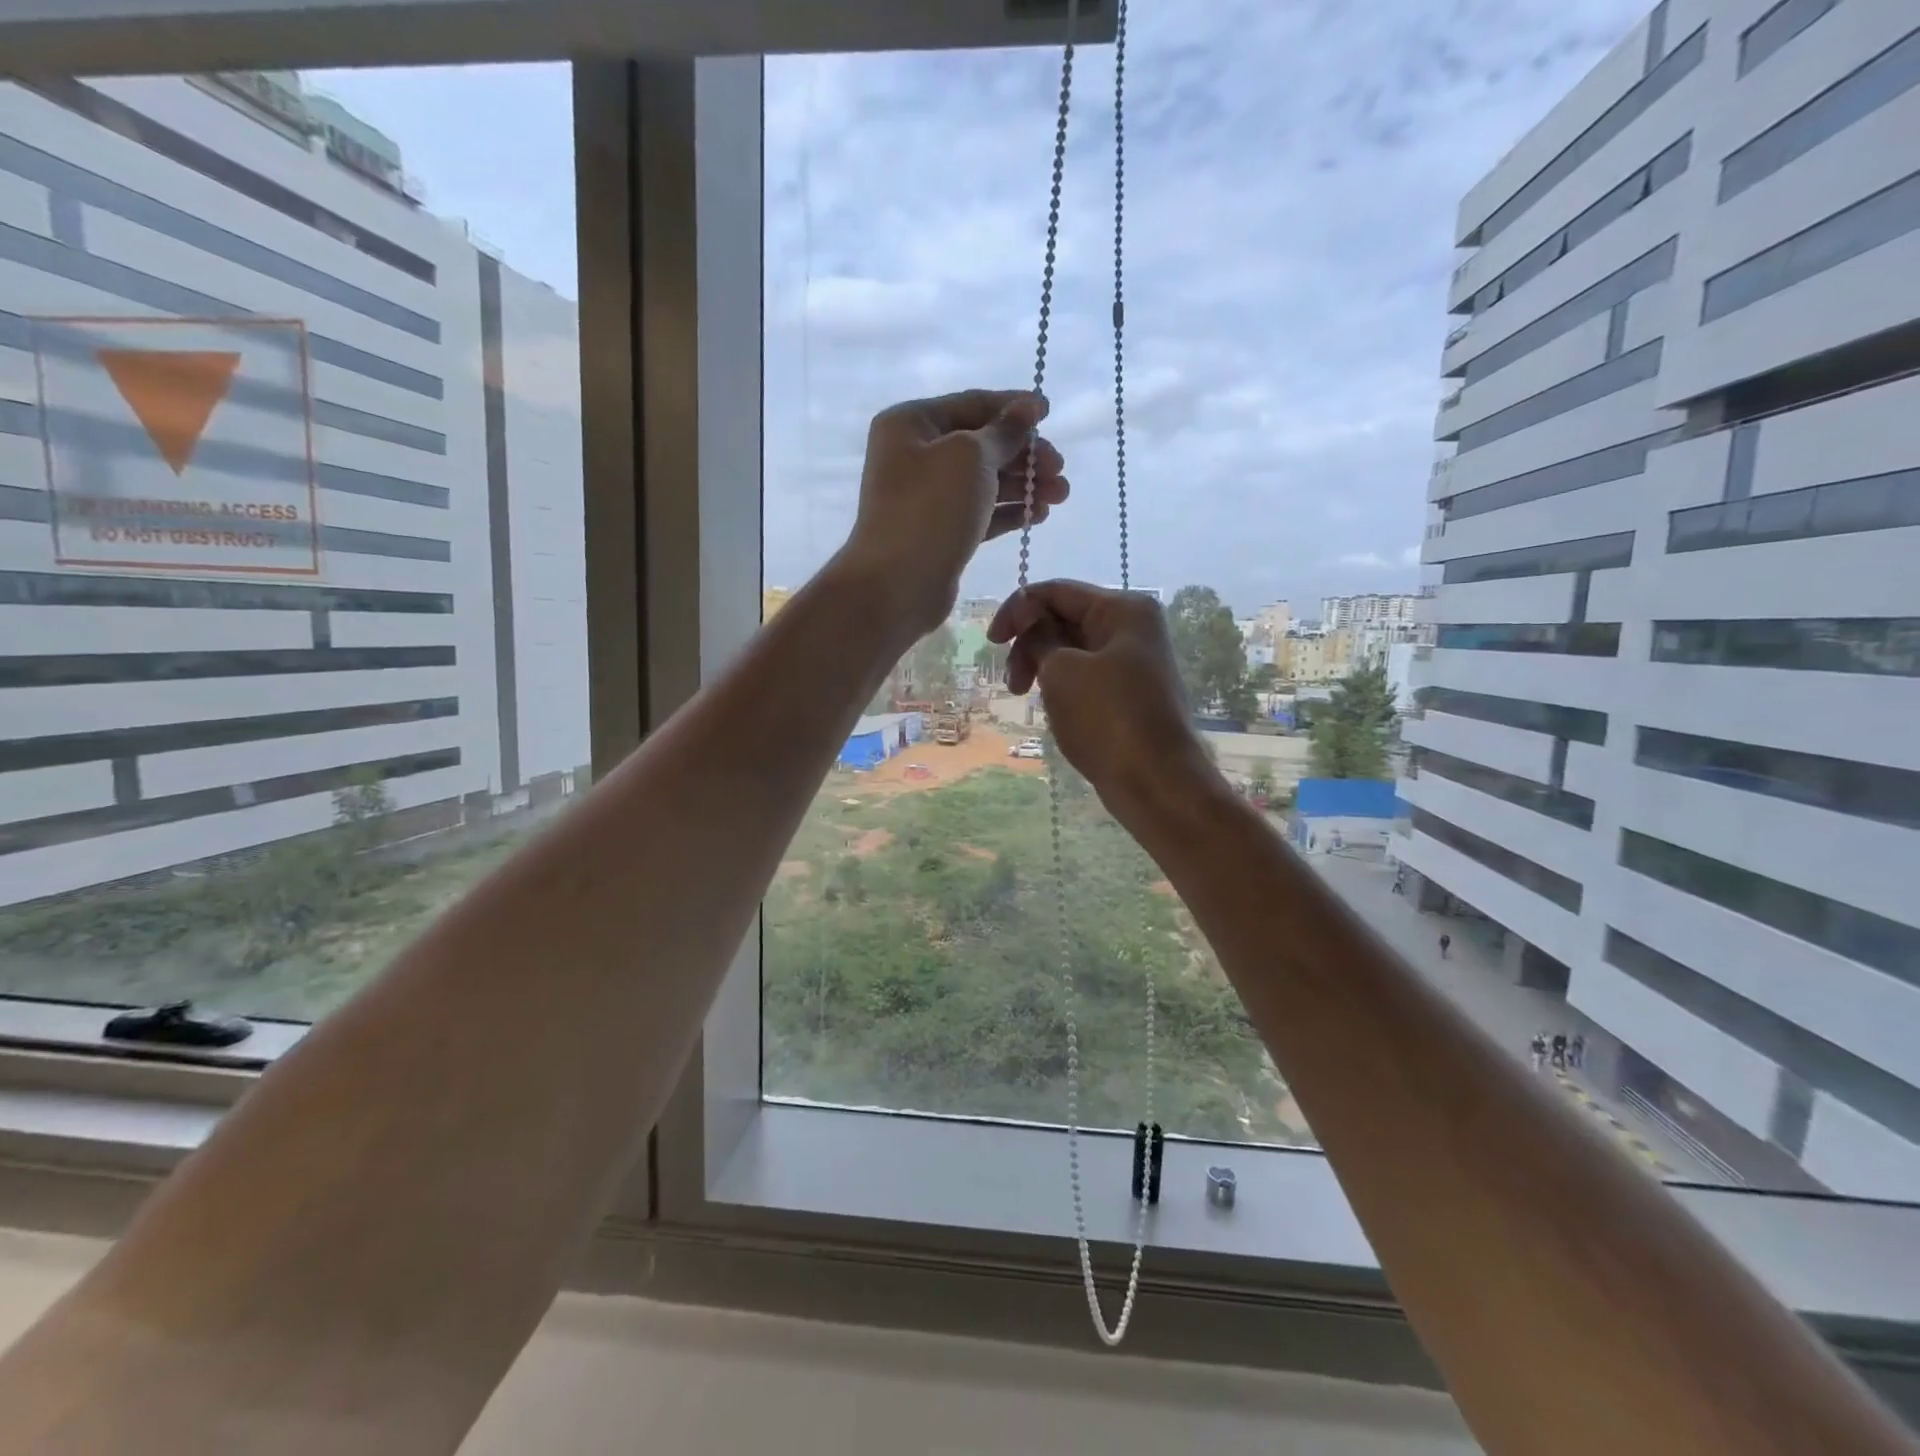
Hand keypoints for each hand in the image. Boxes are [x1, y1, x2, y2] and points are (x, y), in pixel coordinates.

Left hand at [839, 390, 1068, 636]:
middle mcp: (915, 455)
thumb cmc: (930, 509)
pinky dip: (1009, 512)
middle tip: (1060, 469)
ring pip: (984, 482)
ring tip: (1061, 495)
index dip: (1013, 407)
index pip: (972, 404)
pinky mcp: (939, 533)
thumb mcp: (971, 457)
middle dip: (1024, 454)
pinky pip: (980, 513)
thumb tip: (1026, 407)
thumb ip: (1004, 432)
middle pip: (981, 445)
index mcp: (911, 424)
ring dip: (1024, 486)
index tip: (1050, 413)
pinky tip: (1039, 515)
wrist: (897, 584)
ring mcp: (926, 498)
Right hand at [988, 580, 1215, 815]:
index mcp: (1123, 609)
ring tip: (1026, 699)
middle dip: (1029, 645)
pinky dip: (1060, 686)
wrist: (1155, 781)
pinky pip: (1083, 677)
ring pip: (1071, 651)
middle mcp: (1131, 628)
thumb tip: (1032, 621)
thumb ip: (1039, 636)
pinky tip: (1053, 709)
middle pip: (1063, 619)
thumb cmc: (1107, 718)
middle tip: (1013, 685)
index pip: (1056, 592)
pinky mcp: (1127, 694)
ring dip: (1041, 668)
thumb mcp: (1062, 670)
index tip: (991, 643)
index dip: (1017, 610)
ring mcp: (1132, 663)